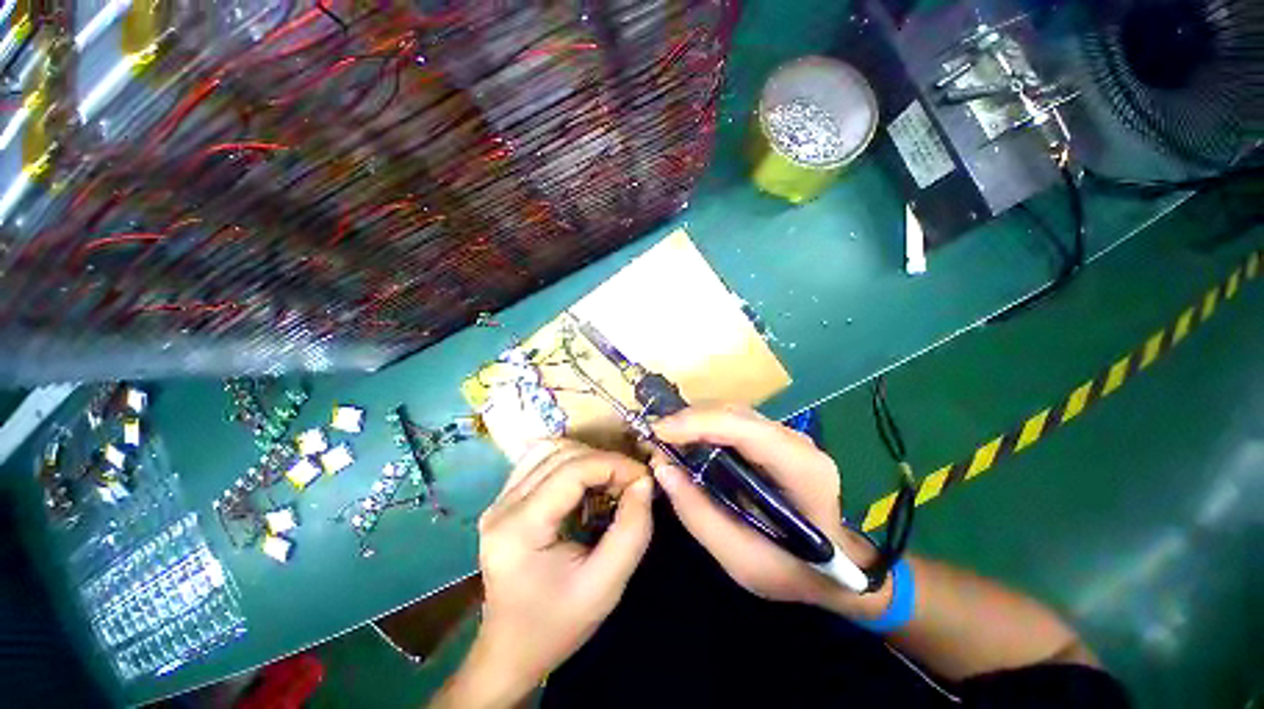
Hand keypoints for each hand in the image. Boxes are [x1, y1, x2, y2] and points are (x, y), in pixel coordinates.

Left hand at [434, 441, 653, 707]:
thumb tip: (644, 482)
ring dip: (586, 457)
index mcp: (520, 528)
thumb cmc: (558, 625)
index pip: (572, 471)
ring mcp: (498, 500)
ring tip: (609, 480)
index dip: (613, 464)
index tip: (643, 477)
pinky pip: (540, 460)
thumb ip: (632, 530)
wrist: (510, 651)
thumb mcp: (606, 586)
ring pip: (549, 450)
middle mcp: (502, 506)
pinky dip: (570, 461)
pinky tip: (585, 481)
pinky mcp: (503, 500)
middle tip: (630, 483)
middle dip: (603, 460)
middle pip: (560, 454)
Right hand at [652, 405, 887, 616]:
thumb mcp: (743, 560)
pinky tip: (688, 440)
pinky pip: (734, 422)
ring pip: (733, 412)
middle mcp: (797, 441)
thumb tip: (662, 469)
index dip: (697, 423)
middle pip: (735, 413)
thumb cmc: (796, 570)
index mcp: (801, 468)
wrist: (839, 568)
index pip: (744, 428)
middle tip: (656, 438)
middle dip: (690, 419)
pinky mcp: (776, 439)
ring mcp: (788, 436)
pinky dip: (706, 427)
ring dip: (696, 420)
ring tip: (667, 439)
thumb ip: (699, 515)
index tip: (658, 432)